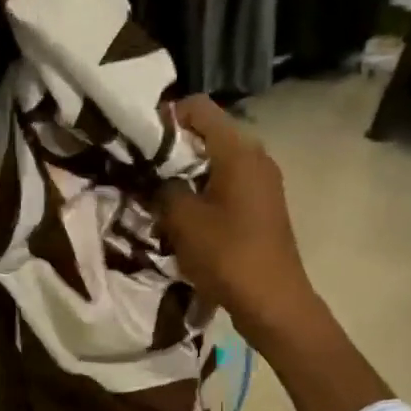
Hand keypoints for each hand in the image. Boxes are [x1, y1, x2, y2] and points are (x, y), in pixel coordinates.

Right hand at [153, 97, 320, 345]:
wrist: (273, 302)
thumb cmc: (227, 256)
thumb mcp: (182, 221)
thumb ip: (161, 189)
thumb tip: (151, 177)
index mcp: (238, 150)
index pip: (197, 108)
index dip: (164, 118)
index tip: (137, 142)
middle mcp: (255, 156)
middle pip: (206, 135)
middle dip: (171, 150)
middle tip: (140, 171)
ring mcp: (262, 182)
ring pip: (215, 163)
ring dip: (185, 176)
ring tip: (156, 197)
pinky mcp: (262, 207)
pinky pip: (226, 186)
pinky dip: (202, 193)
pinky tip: (182, 218)